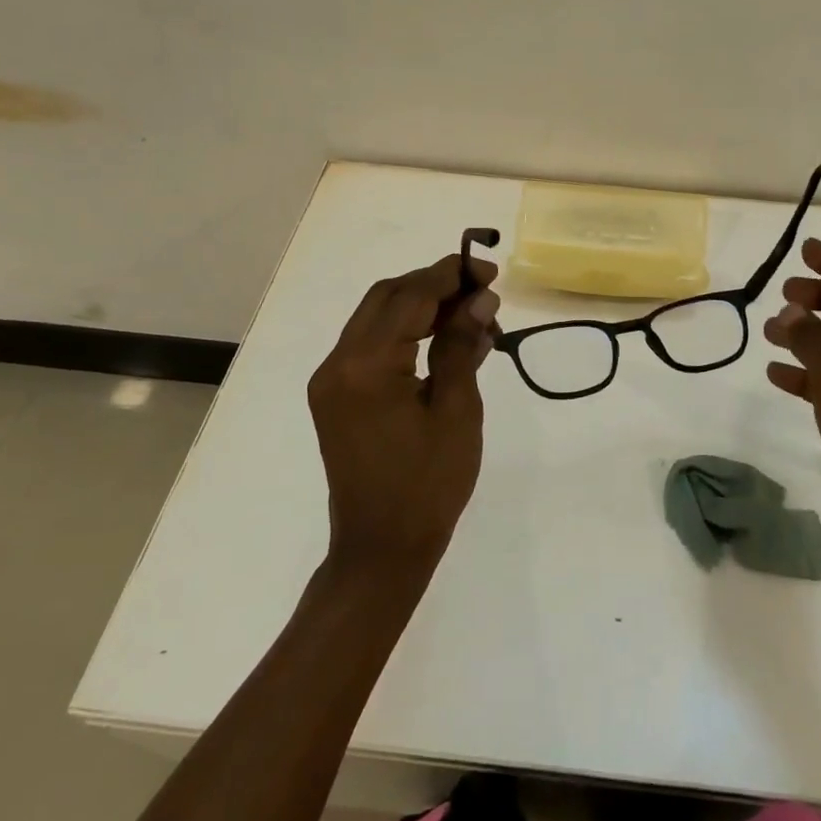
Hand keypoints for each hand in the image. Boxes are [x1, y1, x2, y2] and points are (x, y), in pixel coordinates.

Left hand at [307, 254, 499, 575]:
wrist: (381, 550)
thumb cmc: (428, 485)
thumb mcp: (456, 411)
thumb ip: (461, 346)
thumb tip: (480, 299)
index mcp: (367, 367)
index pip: (410, 297)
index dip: (451, 275)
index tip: (489, 270)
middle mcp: (338, 363)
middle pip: (387, 296)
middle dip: (435, 284)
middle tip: (482, 289)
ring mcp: (331, 379)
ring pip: (376, 315)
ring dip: (421, 305)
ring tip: (471, 315)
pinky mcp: (335, 394)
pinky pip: (371, 343)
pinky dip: (406, 330)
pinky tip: (443, 339)